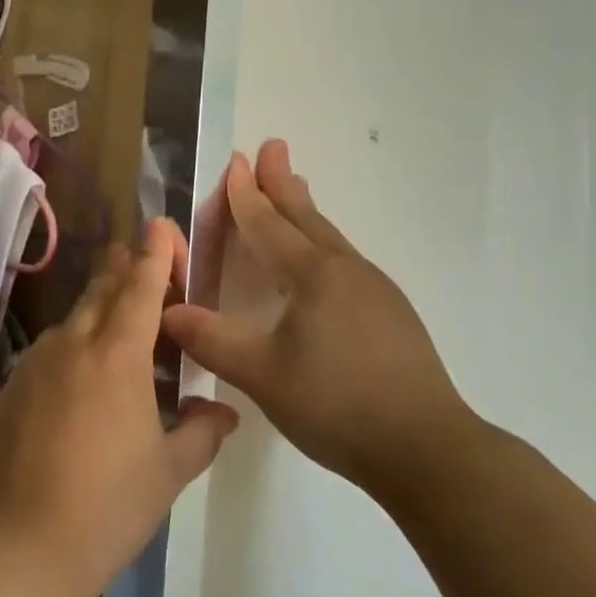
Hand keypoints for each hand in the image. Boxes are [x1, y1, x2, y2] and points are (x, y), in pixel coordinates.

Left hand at [0, 218, 240, 595]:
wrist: (17, 542)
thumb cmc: (107, 504)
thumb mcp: (168, 471)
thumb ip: (201, 432)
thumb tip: (223, 411)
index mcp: (117, 354)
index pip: (140, 286)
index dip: (154, 253)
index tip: (160, 225)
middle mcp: (73, 344)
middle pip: (102, 289)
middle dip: (124, 269)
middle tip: (140, 259)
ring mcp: (34, 364)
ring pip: (73, 320)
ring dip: (99, 312)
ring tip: (120, 330)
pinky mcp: (10, 388)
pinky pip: (49, 353)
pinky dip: (72, 351)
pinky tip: (81, 384)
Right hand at [162, 140, 475, 495]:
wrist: (428, 449)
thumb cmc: (338, 405)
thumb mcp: (262, 375)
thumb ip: (211, 340)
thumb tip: (167, 310)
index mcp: (313, 275)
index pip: (268, 224)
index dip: (245, 195)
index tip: (235, 160)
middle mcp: (346, 271)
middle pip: (305, 217)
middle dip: (281, 183)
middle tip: (272, 147)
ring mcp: (376, 291)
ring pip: (330, 238)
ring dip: (304, 211)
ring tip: (294, 191)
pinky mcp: (392, 314)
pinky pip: (345, 261)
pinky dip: (321, 243)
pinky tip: (322, 264)